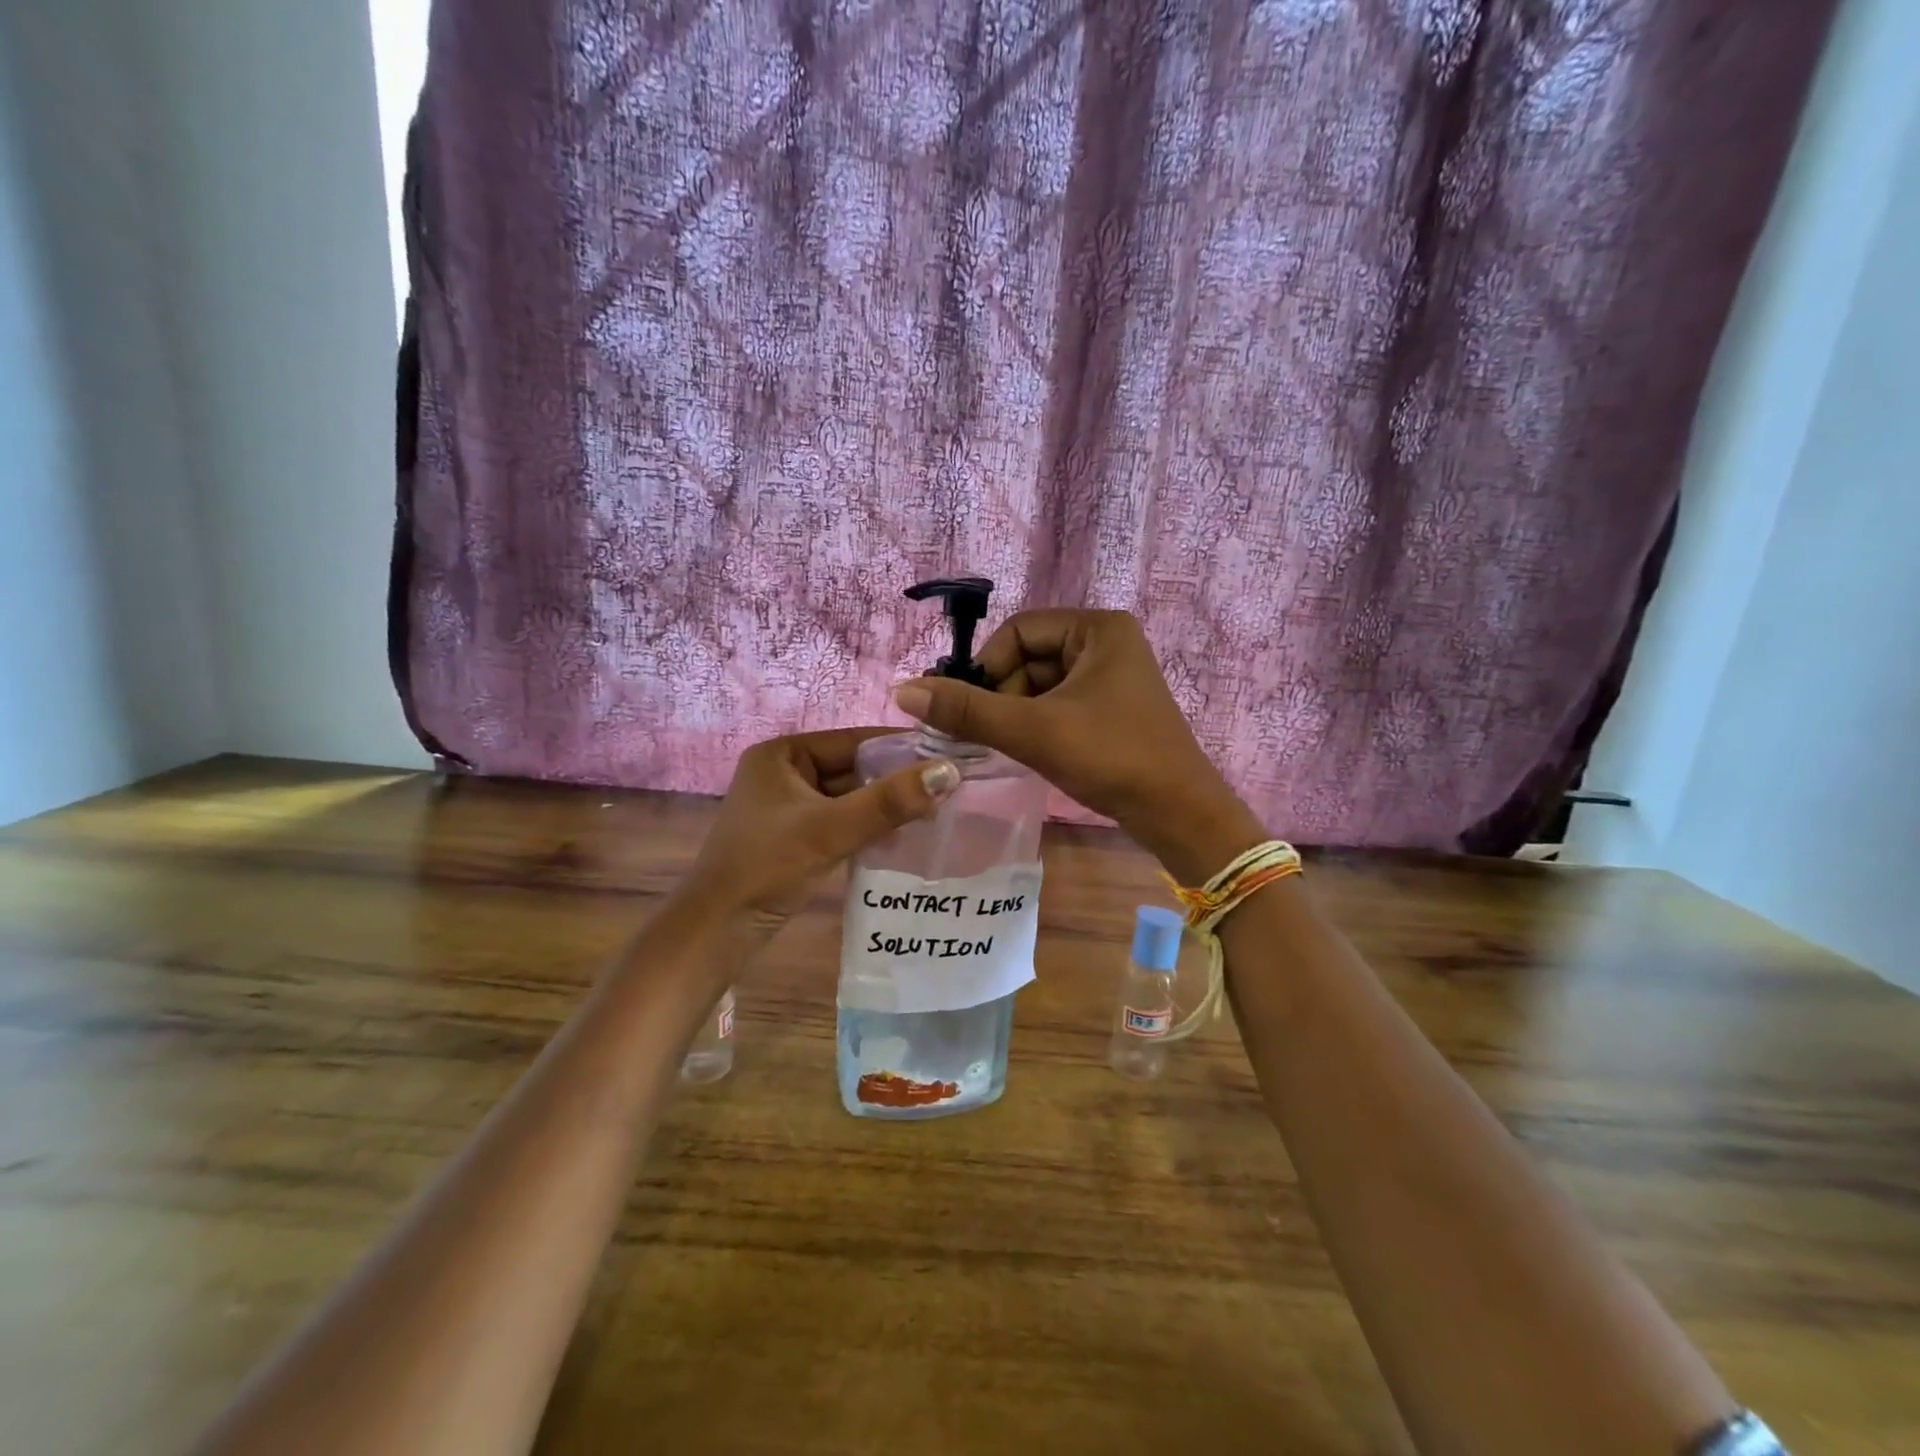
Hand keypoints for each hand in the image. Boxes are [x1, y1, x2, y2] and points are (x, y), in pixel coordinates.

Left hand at [677, 728, 958, 942]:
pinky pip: (842, 821)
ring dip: (886, 806)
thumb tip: (948, 771)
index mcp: (783, 754)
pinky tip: (904, 837)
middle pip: (853, 769)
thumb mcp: (830, 830)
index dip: (901, 747)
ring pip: (850, 798)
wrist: (716, 931)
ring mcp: (789, 807)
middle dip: (896, 781)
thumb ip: (889, 801)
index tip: (949, 754)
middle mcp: (784, 772)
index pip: (854, 740)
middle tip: (950, 788)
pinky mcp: (795, 837)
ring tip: (937, 812)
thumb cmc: (767, 867)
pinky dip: (869, 827)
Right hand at [890, 610, 1263, 880]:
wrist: (1178, 814)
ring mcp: (1112, 677)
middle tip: (989, 736)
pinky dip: (1037, 725)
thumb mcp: (1033, 730)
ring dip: (1016, 714)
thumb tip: (902, 691)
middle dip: (1002, 696)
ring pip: (1040, 685)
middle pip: (1027, 658)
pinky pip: (1058, 704)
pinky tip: (1031, 752)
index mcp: (1096, 629)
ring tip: (1010, 748)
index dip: (986, 668)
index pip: (1017, 632)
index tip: (970, 710)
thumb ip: (967, 710)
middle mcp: (1106, 643)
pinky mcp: (1111, 708)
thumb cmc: (1110, 758)